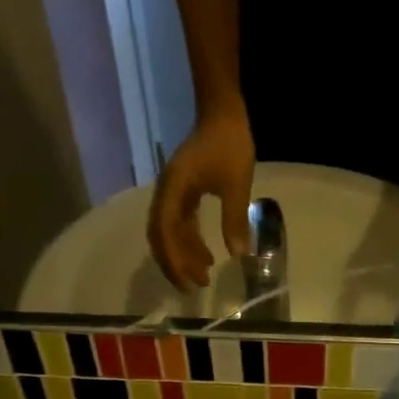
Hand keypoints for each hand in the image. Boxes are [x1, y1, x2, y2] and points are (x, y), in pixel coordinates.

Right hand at [147, 109, 254, 290]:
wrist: (223, 112)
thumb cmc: (230, 144)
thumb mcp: (237, 184)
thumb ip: (235, 219)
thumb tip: (237, 255)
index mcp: (173, 190)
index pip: (165, 232)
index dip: (174, 260)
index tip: (190, 281)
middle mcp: (166, 193)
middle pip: (161, 236)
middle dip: (176, 263)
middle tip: (195, 286)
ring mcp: (172, 192)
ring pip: (169, 232)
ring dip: (184, 255)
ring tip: (204, 275)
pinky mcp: (182, 192)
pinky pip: (179, 224)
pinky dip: (189, 242)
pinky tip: (206, 256)